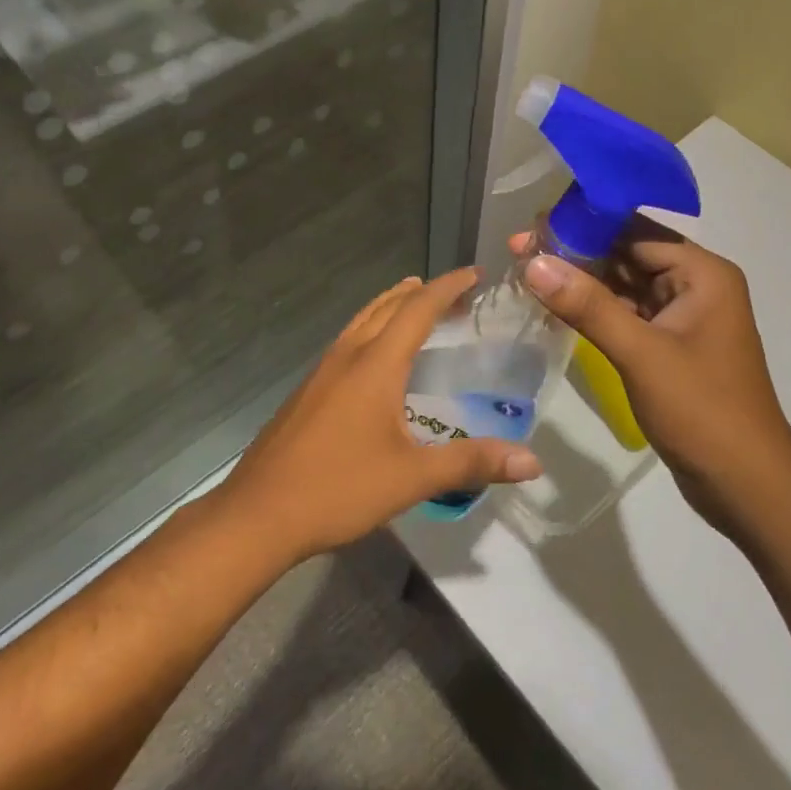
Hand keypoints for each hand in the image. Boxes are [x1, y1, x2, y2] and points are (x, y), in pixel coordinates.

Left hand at [218, 270, 543, 563]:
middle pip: (386, 307)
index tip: (474, 274)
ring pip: (361, 321)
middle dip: (421, 293)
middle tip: (453, 292)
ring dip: (390, 306)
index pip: (417, 310)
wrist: (257, 515)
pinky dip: (371, 329)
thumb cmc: (338, 488)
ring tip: (412, 302)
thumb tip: (532, 462)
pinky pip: (347, 342)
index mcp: (375, 365)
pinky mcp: (306, 392)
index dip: (447, 288)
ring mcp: (321, 373)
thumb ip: (472, 463)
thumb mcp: (412, 478)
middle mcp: (347, 357)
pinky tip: (374, 358)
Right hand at [510, 220, 790, 537]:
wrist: (747, 486)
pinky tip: (556, 306)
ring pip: (624, 285)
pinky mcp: (670, 346)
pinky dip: (594, 310)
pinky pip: (626, 314)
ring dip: (582, 281)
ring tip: (528, 271)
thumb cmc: (702, 411)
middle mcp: (695, 285)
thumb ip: (588, 305)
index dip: (583, 225)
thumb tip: (533, 262)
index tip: (532, 227)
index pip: (635, 231)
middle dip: (576, 252)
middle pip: (628, 254)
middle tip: (520, 249)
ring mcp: (683, 317)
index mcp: (702, 273)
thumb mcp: (641, 354)